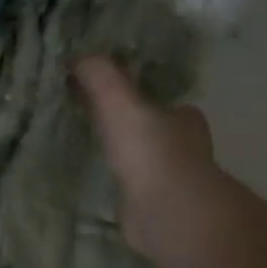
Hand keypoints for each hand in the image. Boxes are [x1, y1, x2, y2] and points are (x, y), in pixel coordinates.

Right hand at [76, 56, 217, 258]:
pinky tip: (105, 187)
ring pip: (151, 164)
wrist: (168, 212)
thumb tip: (79, 55)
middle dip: (139, 131)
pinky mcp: (160, 210)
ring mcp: (176, 183)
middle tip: (104, 126)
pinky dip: (125, 188)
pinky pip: (139, 192)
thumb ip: (100, 77)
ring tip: (99, 155)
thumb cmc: (150, 151)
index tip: (119, 99)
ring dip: (132, 161)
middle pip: (161, 133)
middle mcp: (187, 149)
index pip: (167, 104)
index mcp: (184, 119)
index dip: (146, 99)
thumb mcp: (119, 102)